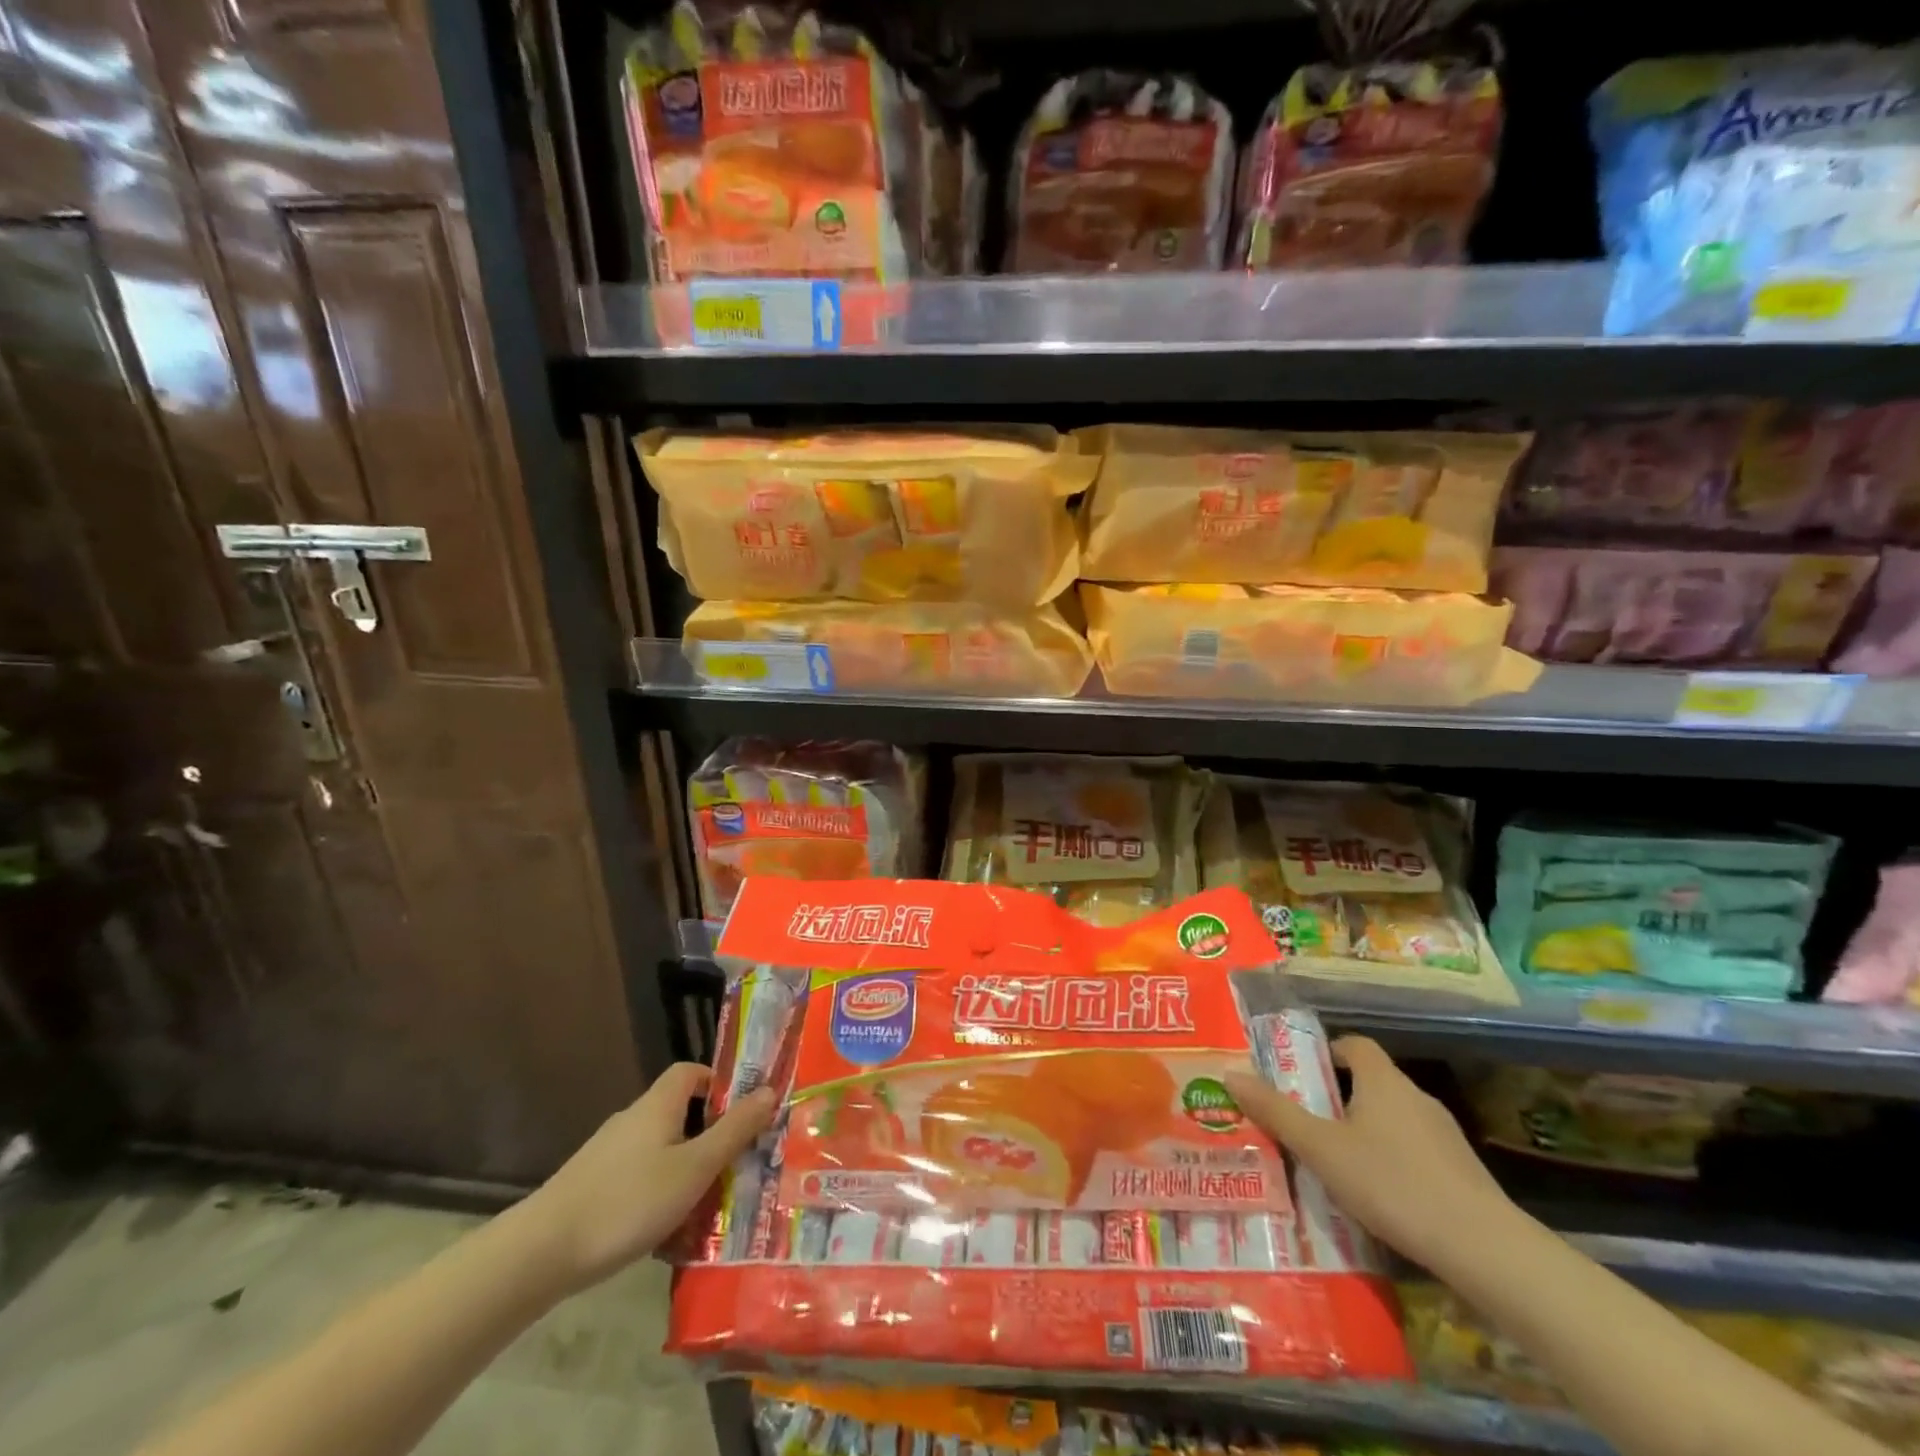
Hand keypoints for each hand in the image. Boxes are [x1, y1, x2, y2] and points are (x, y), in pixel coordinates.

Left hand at [520, 1063, 776, 1295]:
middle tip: (734, 1165)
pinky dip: (657, 1193)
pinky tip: (664, 1231)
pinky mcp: (590, 1187)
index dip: (717, 1083)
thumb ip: (734, 1130)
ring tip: (706, 1205)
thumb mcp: (694, 1167)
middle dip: (707, 1135)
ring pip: (659, 1149)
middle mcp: (632, 1120)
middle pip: (677, 1112)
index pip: (690, 1072)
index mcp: (658, 1105)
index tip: (741, 1112)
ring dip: (684, 1169)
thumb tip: (770, 1090)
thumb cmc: (629, 1201)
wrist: (540, 1252)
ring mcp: (607, 1154)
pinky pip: (637, 1177)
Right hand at [1225, 1036, 1513, 1274]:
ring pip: (1393, 1120)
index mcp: (1382, 1080)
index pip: (1354, 1044)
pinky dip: (1392, 1163)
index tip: (1300, 1075)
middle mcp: (1416, 1097)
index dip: (1326, 1052)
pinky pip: (1415, 1153)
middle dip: (1337, 1098)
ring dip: (1365, 1133)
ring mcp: (1445, 1136)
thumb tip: (1230, 1074)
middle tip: (1305, 1123)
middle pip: (1371, 1082)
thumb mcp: (1321, 1148)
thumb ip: (1276, 1112)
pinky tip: (1378, 1197)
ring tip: (1335, 1165)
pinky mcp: (1462, 1174)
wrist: (1484, 1249)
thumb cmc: (1392, 1183)